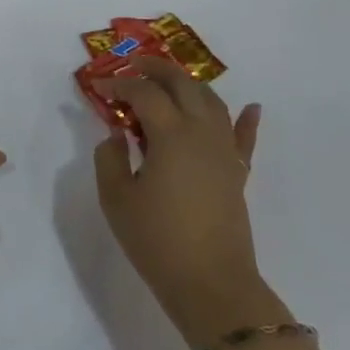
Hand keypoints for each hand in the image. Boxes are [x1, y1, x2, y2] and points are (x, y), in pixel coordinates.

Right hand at [94, 59, 278, 344]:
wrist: (211, 284)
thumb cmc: (156, 240)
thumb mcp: (116, 198)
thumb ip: (110, 158)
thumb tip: (117, 135)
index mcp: (171, 135)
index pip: (143, 94)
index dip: (118, 85)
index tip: (98, 86)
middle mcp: (201, 133)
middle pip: (183, 85)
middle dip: (157, 69)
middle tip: (133, 66)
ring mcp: (224, 153)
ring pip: (212, 103)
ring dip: (189, 85)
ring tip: (168, 82)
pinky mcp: (237, 174)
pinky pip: (244, 138)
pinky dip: (247, 120)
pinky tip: (252, 107)